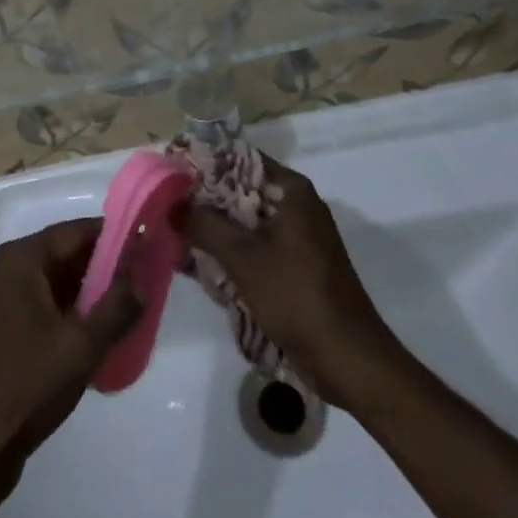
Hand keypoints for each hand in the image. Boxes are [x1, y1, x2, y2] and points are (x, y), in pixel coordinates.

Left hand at [0, 220, 139, 497]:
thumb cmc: (25, 387)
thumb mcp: (81, 346)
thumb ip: (118, 306)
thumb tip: (143, 275)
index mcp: (20, 259)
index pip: (76, 231)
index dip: (115, 236)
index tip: (149, 246)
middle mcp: (6, 268)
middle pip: (65, 254)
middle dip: (105, 266)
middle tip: (145, 280)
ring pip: (55, 282)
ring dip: (89, 292)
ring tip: (130, 307)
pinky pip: (43, 304)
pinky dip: (70, 312)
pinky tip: (97, 334)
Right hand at [185, 156, 394, 407]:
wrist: (349, 359)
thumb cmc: (296, 296)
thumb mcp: (242, 257)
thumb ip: (204, 225)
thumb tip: (172, 204)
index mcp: (291, 190)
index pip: (240, 158)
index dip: (205, 163)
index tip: (173, 173)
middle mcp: (297, 204)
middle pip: (242, 189)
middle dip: (205, 199)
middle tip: (168, 205)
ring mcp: (299, 236)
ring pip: (247, 219)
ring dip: (216, 227)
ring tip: (177, 234)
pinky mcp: (297, 264)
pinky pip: (257, 244)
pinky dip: (232, 249)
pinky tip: (202, 263)